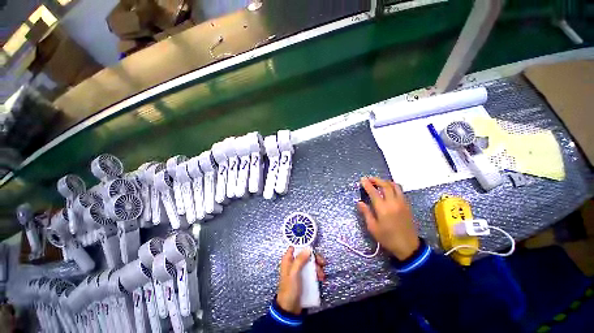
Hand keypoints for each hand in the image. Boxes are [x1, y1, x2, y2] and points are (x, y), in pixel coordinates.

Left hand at [277, 247, 325, 313]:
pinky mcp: (304, 278)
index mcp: (288, 259)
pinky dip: (317, 273)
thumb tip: (308, 249)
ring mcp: (299, 270)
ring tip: (322, 275)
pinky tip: (321, 278)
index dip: (304, 246)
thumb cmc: (289, 290)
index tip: (313, 249)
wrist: (290, 310)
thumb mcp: (293, 273)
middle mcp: (293, 262)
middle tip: (322, 263)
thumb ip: (299, 260)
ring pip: (310, 263)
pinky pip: (312, 271)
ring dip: (318, 267)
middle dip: (315, 258)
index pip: (296, 247)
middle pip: (306, 254)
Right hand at [358, 177, 419, 260]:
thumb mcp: (373, 227)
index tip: (362, 179)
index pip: (373, 192)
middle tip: (369, 179)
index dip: (367, 184)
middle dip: (376, 180)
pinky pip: (400, 191)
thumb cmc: (388, 238)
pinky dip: (393, 186)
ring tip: (378, 182)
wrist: (408, 246)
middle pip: (385, 185)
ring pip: (395, 186)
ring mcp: (402, 203)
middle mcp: (393, 202)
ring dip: (386, 182)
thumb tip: (359, 202)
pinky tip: (388, 189)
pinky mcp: (407, 205)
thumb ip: (366, 213)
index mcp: (383, 208)